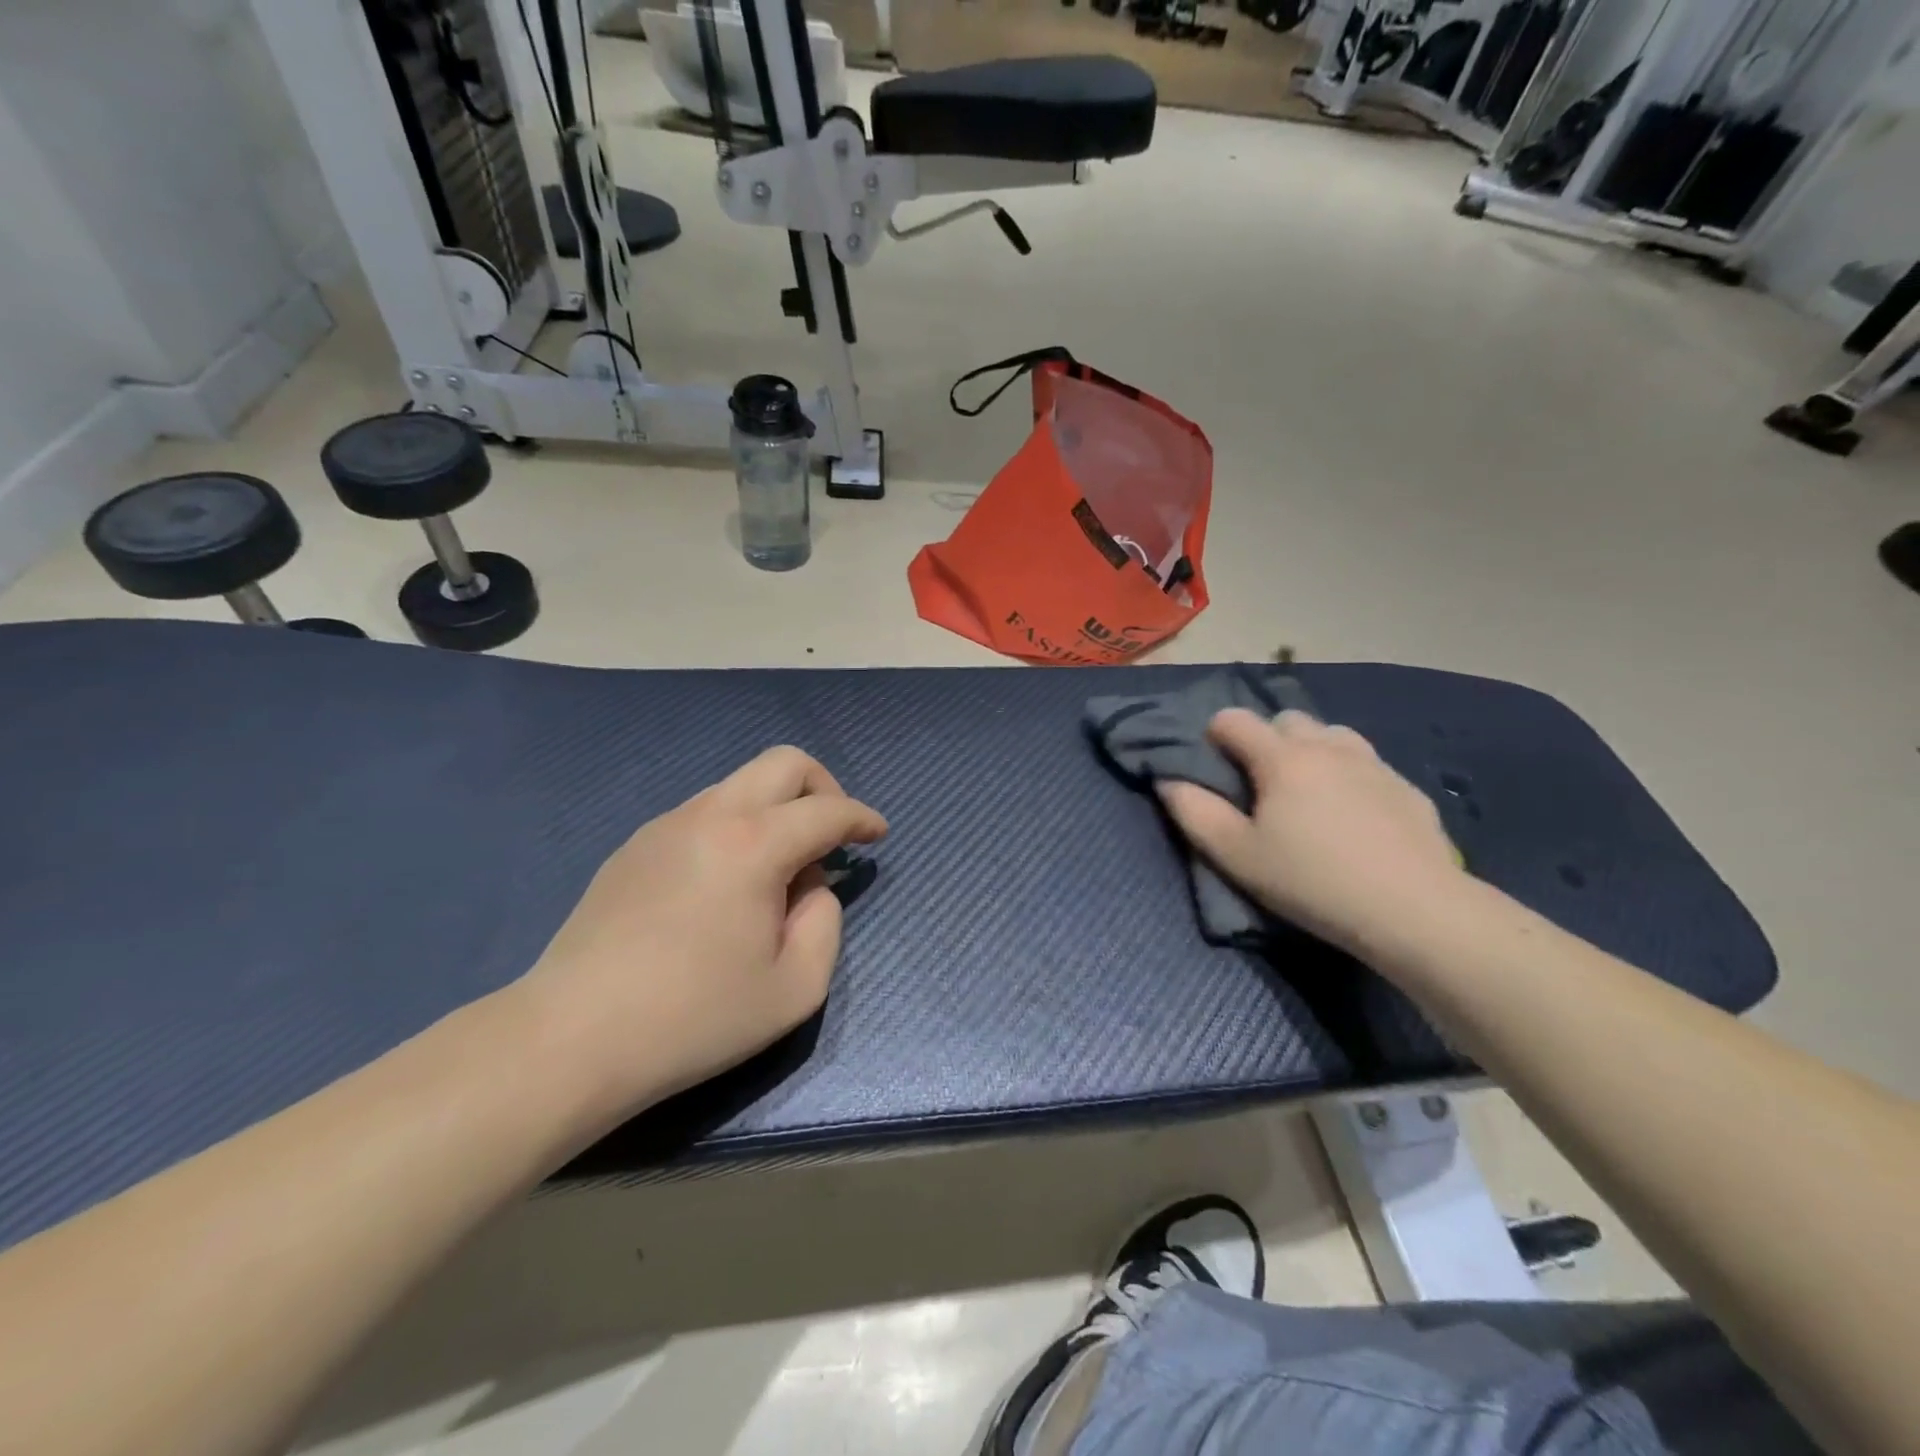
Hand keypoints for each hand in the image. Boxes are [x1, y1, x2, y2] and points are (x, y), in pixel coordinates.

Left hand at [514, 747, 886, 1121]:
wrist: (571, 1039)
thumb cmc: (694, 1018)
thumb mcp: (795, 987)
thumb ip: (825, 922)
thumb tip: (810, 886)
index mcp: (754, 844)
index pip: (827, 810)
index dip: (862, 818)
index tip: (878, 835)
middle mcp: (711, 815)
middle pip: (783, 763)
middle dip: (823, 787)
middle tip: (833, 834)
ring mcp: (665, 825)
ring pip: (740, 784)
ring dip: (776, 809)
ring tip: (778, 871)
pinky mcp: (634, 847)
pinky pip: (704, 813)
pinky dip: (736, 827)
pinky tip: (726, 884)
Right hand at [1158, 709, 1465, 959]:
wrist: (1414, 911)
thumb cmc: (1311, 882)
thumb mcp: (1236, 856)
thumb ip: (1194, 812)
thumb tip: (1169, 780)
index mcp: (1282, 757)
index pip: (1233, 719)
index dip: (1214, 736)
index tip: (1214, 769)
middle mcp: (1327, 745)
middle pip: (1285, 719)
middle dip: (1265, 739)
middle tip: (1261, 785)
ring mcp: (1373, 763)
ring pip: (1330, 734)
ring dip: (1310, 750)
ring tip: (1307, 792)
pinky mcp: (1406, 787)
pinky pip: (1366, 763)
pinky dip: (1348, 774)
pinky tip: (1353, 815)